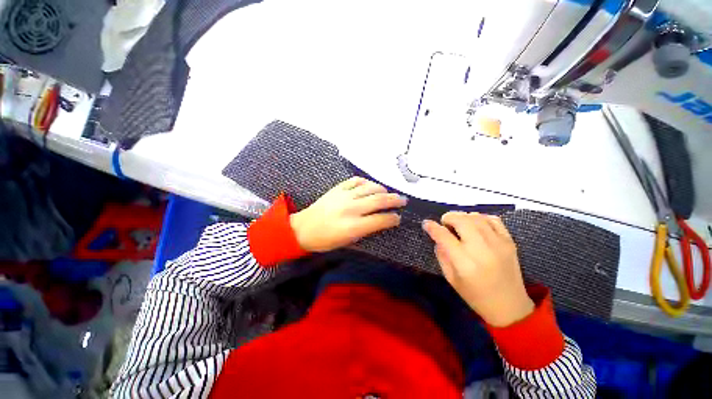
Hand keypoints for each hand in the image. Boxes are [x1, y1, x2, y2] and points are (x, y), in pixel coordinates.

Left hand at [290, 177, 407, 252]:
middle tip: (403, 200)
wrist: (303, 228)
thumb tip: (381, 221)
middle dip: (394, 200)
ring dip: (383, 189)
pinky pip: (355, 181)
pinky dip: (366, 182)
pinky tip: (371, 186)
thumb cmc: (325, 240)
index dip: (393, 219)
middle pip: (379, 200)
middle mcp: (351, 208)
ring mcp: (344, 196)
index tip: (398, 218)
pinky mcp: (337, 188)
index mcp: (353, 226)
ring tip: (389, 192)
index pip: (381, 220)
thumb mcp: (347, 242)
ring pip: (370, 188)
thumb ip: (366, 231)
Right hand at [422, 212, 533, 326]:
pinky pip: (494, 219)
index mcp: (464, 263)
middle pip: (461, 221)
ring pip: (476, 217)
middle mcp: (481, 250)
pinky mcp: (509, 242)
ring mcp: (498, 244)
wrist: (509, 306)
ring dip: (463, 216)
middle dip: (448, 217)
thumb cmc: (475, 295)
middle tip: (445, 224)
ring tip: (459, 224)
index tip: (426, 223)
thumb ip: (442, 255)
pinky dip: (481, 217)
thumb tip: (438, 237)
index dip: (432, 227)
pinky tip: (475, 224)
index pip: (444, 236)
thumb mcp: (451, 278)